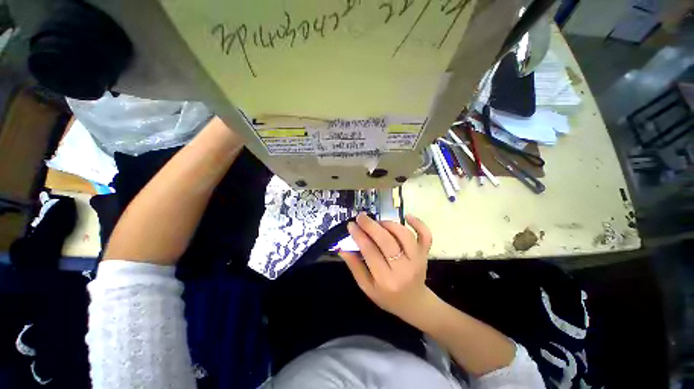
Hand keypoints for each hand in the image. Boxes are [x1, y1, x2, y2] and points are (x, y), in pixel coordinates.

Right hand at [339, 212, 435, 324]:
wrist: (414, 303)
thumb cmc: (387, 297)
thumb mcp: (366, 287)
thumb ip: (355, 267)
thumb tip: (343, 248)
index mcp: (386, 280)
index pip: (370, 251)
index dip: (359, 236)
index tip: (351, 225)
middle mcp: (403, 268)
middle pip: (387, 241)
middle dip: (371, 226)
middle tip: (361, 217)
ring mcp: (417, 259)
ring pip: (404, 235)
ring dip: (389, 224)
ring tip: (378, 222)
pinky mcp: (425, 254)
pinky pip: (426, 236)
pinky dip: (419, 223)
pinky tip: (407, 216)